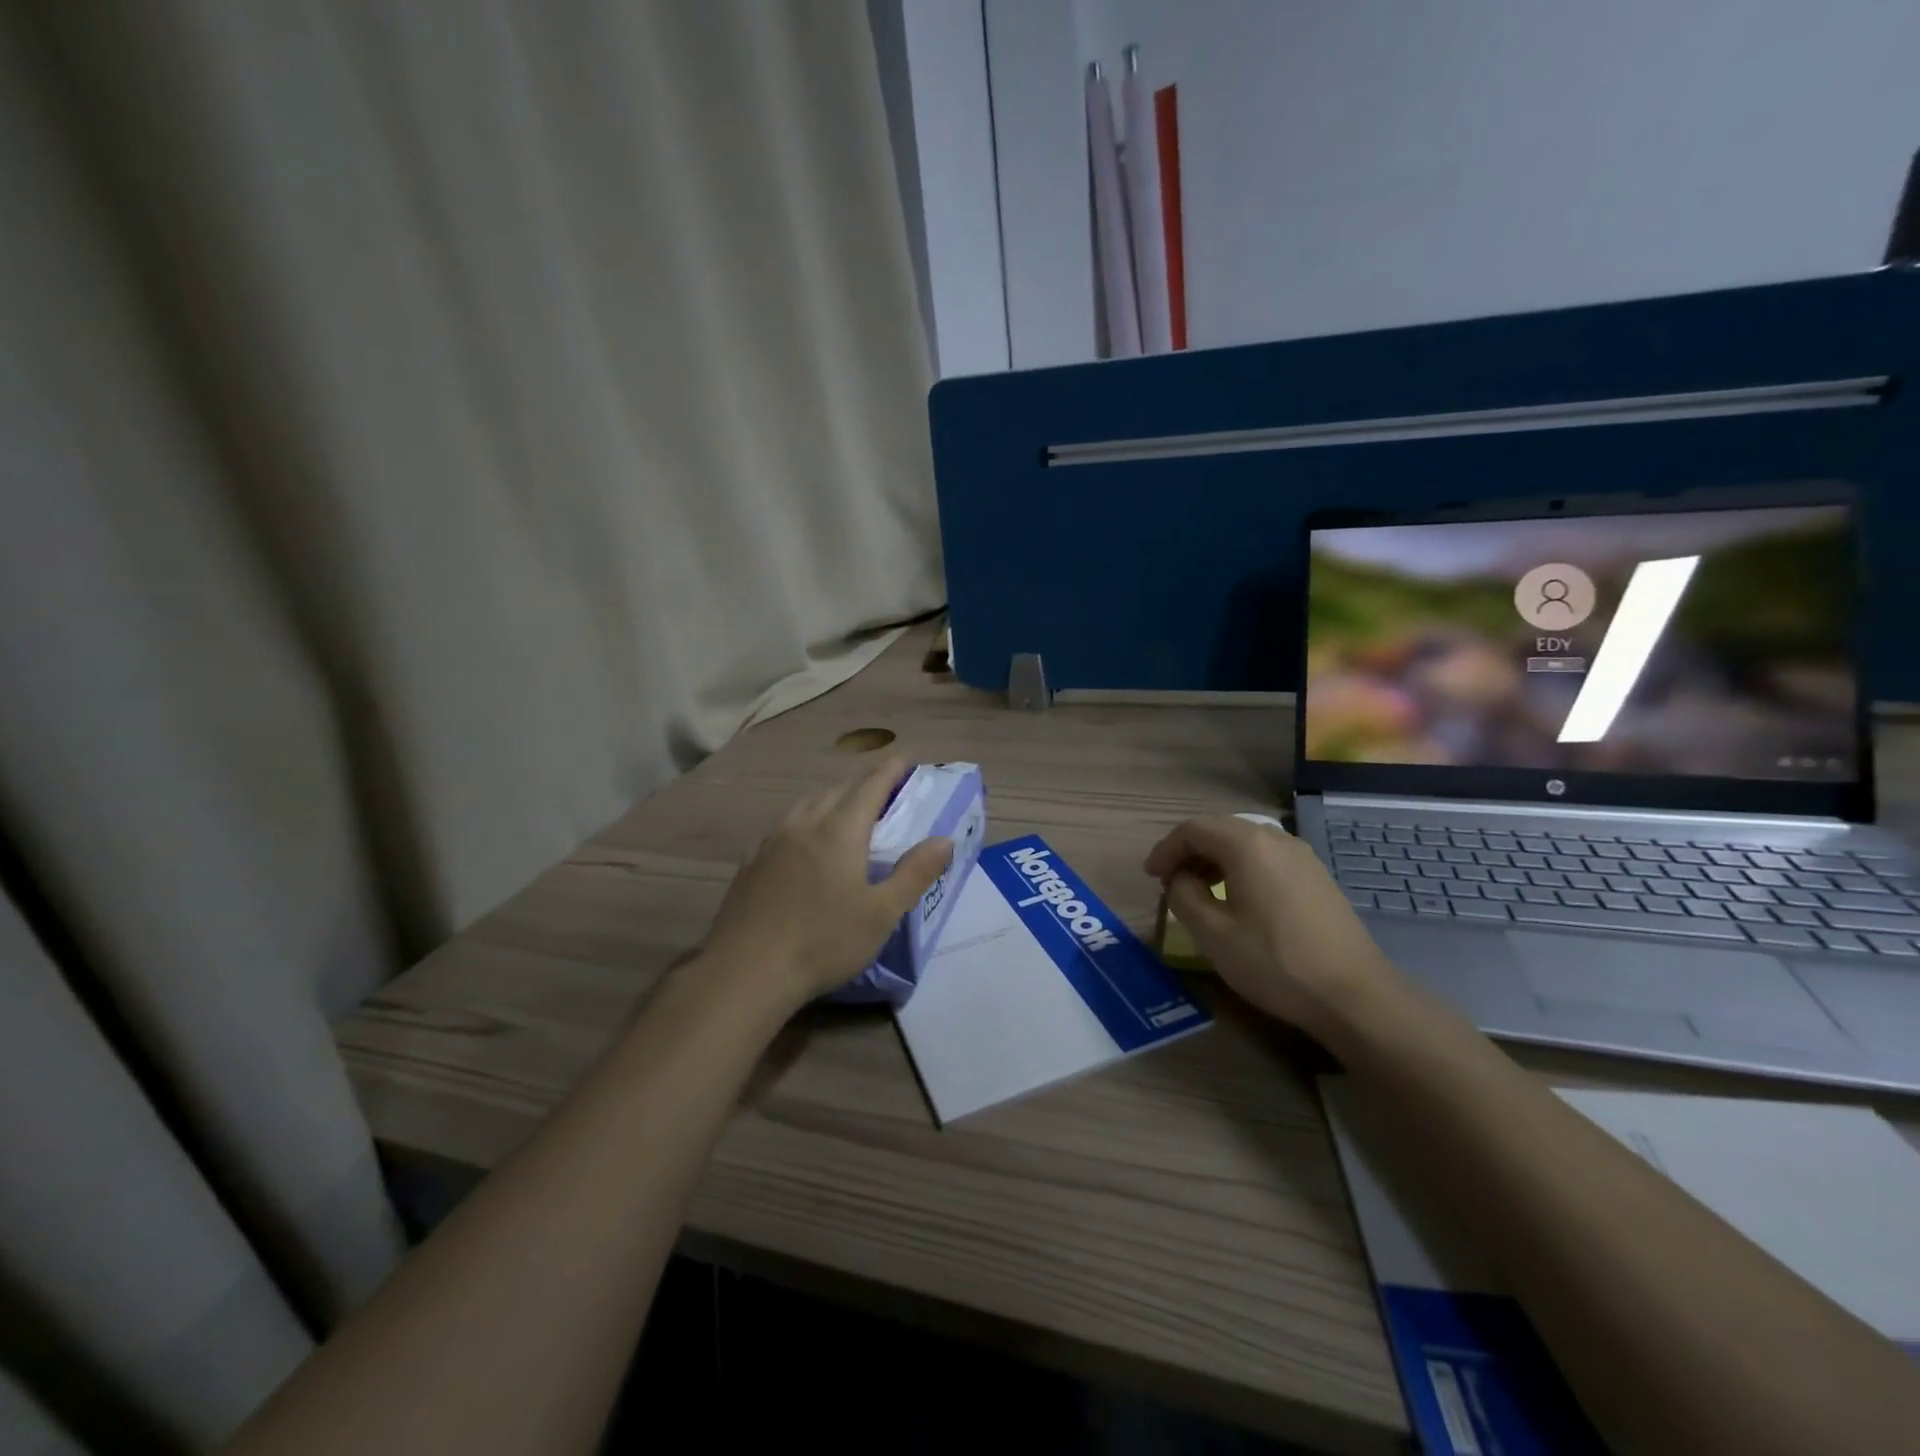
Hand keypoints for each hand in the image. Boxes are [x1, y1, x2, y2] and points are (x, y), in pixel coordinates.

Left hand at [703, 757, 952, 1006]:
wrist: (746, 972)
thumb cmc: (823, 942)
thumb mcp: (881, 913)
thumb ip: (915, 873)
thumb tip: (944, 840)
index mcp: (840, 831)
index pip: (870, 787)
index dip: (890, 770)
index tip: (905, 758)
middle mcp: (804, 825)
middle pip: (837, 790)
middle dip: (863, 783)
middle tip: (883, 788)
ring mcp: (772, 842)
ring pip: (806, 804)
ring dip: (831, 798)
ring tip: (845, 809)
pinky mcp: (751, 862)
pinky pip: (784, 826)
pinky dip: (804, 820)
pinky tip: (802, 841)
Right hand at [1143, 816, 1402, 1042]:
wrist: (1353, 995)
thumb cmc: (1274, 961)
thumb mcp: (1212, 933)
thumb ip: (1183, 896)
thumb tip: (1179, 880)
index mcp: (1247, 845)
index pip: (1193, 829)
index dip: (1165, 849)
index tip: (1151, 877)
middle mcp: (1276, 839)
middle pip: (1220, 830)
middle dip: (1189, 851)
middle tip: (1170, 881)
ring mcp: (1302, 857)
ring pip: (1245, 844)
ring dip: (1215, 860)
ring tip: (1199, 891)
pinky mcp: (1318, 878)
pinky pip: (1267, 859)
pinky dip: (1241, 869)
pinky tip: (1238, 900)